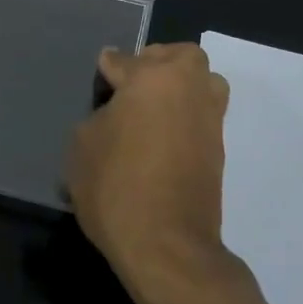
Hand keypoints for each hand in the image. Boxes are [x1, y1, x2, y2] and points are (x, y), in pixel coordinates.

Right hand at [66, 44, 239, 303]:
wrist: (167, 246)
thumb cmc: (116, 185)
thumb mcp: (83, 145)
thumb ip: (98, 115)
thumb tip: (114, 112)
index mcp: (154, 76)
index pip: (122, 60)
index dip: (106, 71)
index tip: (101, 79)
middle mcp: (190, 87)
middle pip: (179, 57)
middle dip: (156, 63)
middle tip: (132, 87)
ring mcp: (210, 118)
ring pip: (201, 83)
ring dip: (181, 87)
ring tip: (154, 110)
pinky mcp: (219, 149)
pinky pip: (202, 116)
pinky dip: (186, 117)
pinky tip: (162, 138)